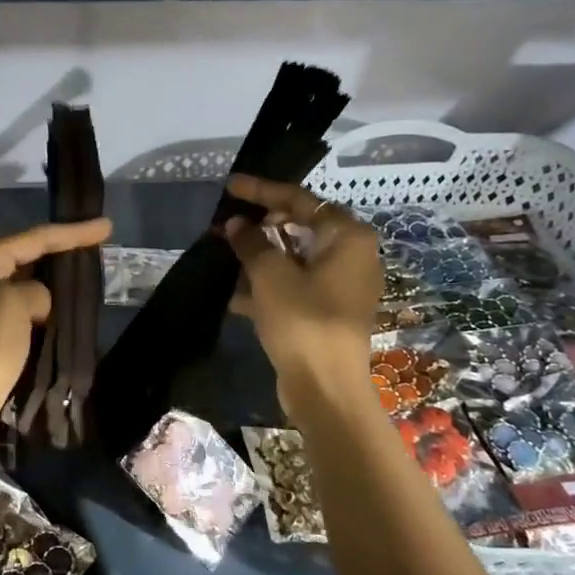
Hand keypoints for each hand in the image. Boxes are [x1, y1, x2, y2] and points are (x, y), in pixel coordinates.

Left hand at [0, 217, 113, 436]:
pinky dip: (47, 305)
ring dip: (55, 279)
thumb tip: (40, 302)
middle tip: (99, 243)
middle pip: (27, 255)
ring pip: (27, 282)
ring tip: (89, 271)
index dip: (70, 233)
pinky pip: (25, 308)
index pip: (33, 238)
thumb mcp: (13, 305)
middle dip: (61, 250)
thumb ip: (36, 290)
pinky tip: (68, 306)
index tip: (106, 226)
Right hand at [224, 175, 382, 389]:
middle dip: (259, 227)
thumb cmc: (303, 321)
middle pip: (299, 227)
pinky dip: (267, 284)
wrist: (325, 389)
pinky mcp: (327, 311)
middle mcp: (351, 256)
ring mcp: (341, 286)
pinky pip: (294, 285)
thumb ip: (252, 243)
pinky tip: (234, 292)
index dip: (262, 191)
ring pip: (294, 258)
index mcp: (347, 237)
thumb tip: (237, 224)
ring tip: (223, 254)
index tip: (230, 186)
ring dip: (259, 256)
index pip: (300, 200)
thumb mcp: (270, 275)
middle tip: (226, 225)